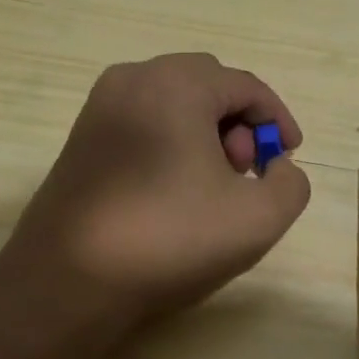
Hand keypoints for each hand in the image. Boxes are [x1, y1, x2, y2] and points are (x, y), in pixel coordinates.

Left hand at [0, 53, 312, 328]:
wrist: (68, 280)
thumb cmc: (169, 239)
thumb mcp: (257, 218)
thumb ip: (290, 183)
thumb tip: (277, 168)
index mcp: (177, 84)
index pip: (246, 86)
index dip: (277, 120)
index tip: (289, 158)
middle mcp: (134, 78)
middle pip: (208, 86)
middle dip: (238, 124)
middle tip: (245, 171)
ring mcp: (100, 106)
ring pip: (173, 102)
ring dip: (205, 133)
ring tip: (210, 186)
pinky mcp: (81, 136)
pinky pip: (143, 120)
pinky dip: (170, 141)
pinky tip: (172, 190)